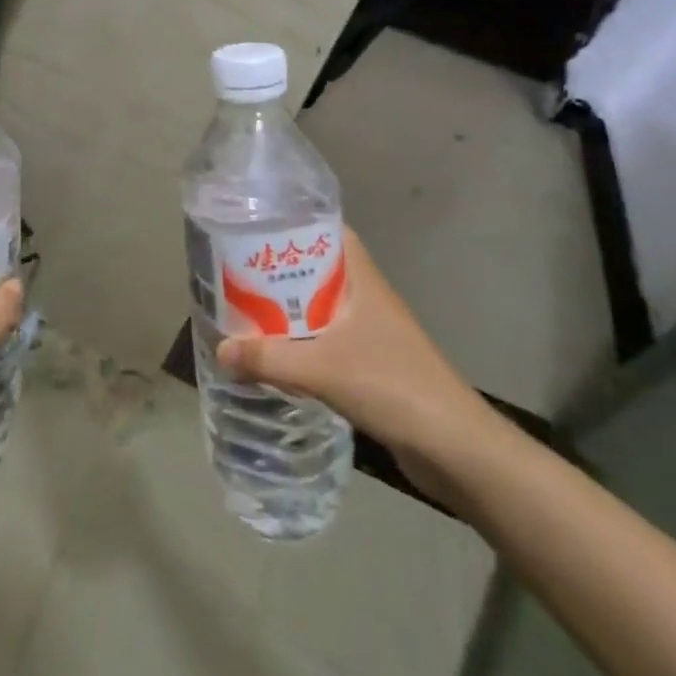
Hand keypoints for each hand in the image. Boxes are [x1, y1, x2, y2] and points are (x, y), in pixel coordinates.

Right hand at [216, 227, 504, 506]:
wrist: (456, 449)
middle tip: (233, 273)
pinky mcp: (371, 366)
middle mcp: (366, 299)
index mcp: (362, 281)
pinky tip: (273, 356)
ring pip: (318, 309)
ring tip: (243, 310)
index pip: (328, 233)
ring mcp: (371, 334)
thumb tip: (219, 350)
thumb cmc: (393, 387)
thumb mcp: (322, 369)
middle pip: (316, 271)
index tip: (254, 227)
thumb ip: (268, 358)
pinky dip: (299, 343)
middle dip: (277, 271)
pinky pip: (324, 342)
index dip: (294, 225)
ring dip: (286, 310)